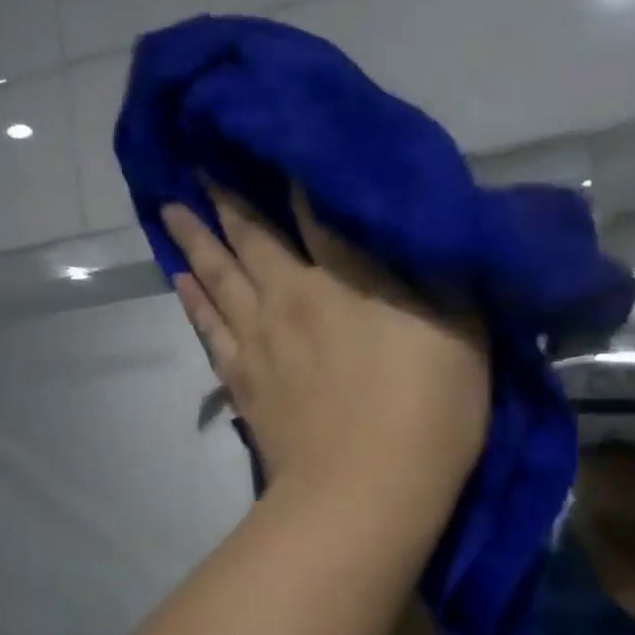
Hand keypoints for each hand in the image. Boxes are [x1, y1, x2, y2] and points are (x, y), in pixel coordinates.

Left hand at [162, 187, 489, 512]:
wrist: (365, 495)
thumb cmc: (427, 413)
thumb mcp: (461, 334)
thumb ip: (438, 279)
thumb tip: (416, 236)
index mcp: (346, 281)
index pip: (314, 211)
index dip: (292, 173)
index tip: (268, 139)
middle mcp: (292, 298)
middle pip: (251, 238)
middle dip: (226, 198)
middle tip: (195, 164)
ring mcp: (261, 343)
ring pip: (219, 277)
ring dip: (196, 240)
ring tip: (173, 211)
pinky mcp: (244, 385)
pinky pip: (210, 329)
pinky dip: (193, 302)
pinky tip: (181, 281)